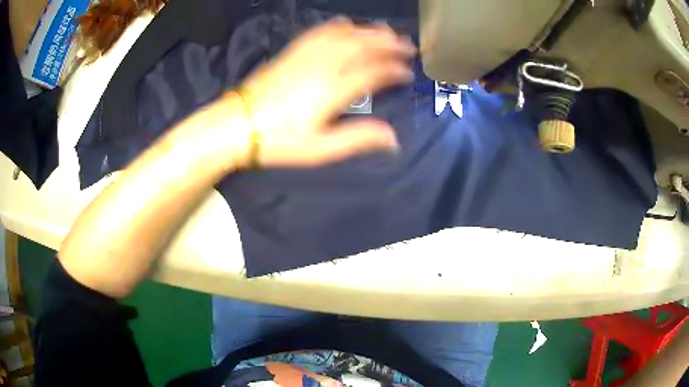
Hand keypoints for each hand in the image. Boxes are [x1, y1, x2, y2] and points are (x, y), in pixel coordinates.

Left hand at [238, 17, 416, 167]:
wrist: (237, 125)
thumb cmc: (278, 141)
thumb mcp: (320, 149)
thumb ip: (357, 138)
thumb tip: (393, 138)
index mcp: (332, 90)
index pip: (372, 73)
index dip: (393, 70)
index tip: (408, 72)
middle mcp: (322, 66)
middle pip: (361, 46)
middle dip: (388, 44)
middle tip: (407, 45)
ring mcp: (305, 56)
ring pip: (343, 35)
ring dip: (367, 31)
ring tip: (385, 31)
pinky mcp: (291, 53)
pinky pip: (318, 32)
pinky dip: (336, 26)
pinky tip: (345, 24)